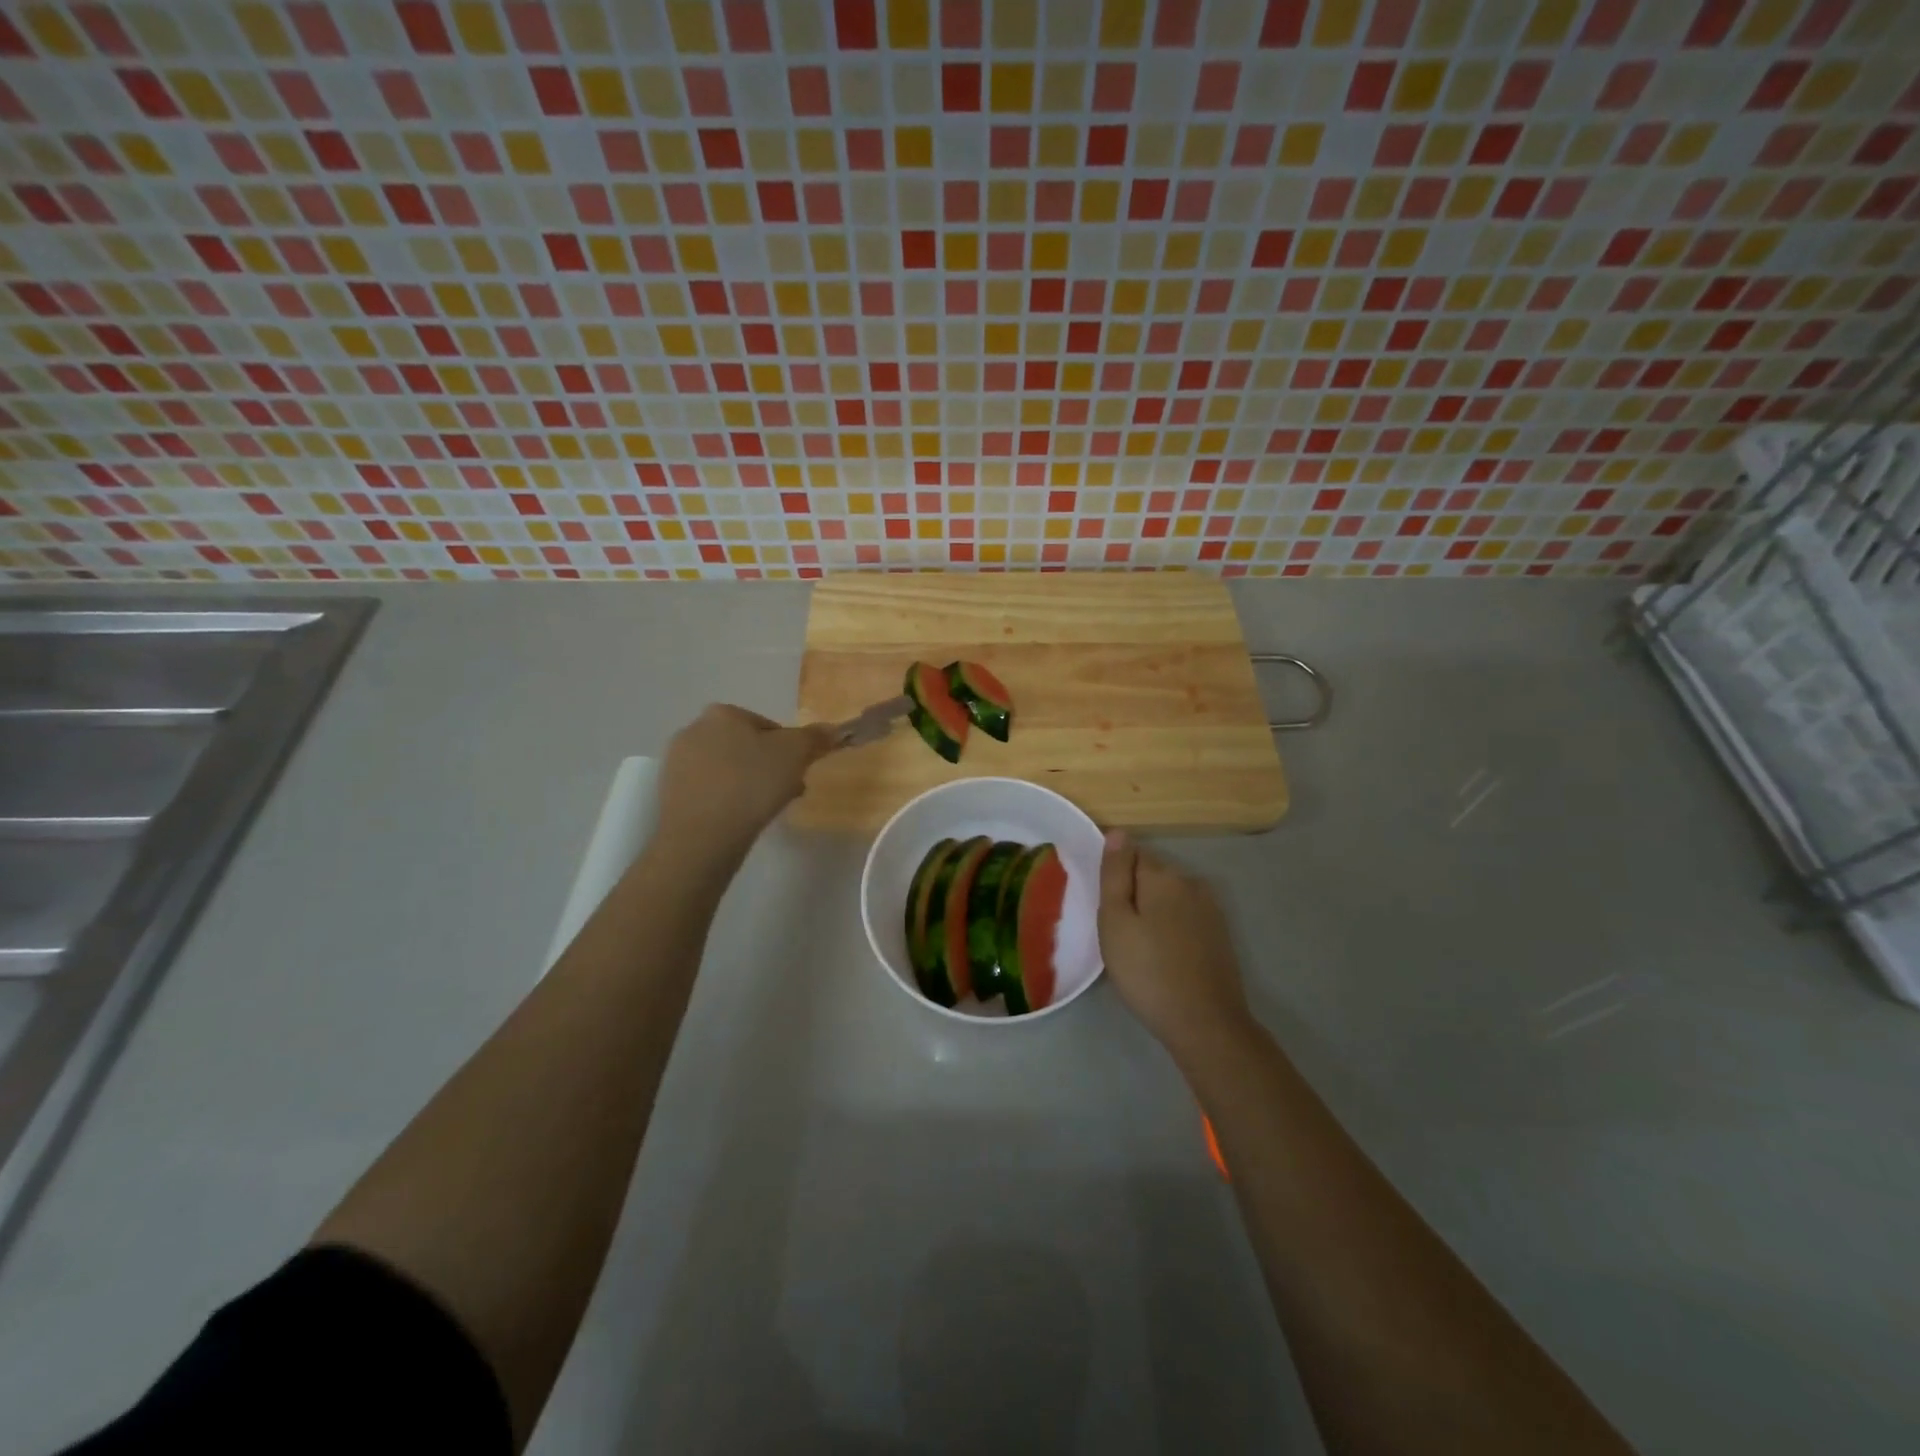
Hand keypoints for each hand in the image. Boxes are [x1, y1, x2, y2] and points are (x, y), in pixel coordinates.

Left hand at [656, 705, 834, 863]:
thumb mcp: (795, 754)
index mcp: (723, 713)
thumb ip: (815, 737)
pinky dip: (726, 800)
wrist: (702, 836)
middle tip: (785, 794)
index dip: (790, 751)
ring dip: (748, 784)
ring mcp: (677, 762)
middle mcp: (694, 729)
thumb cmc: (751, 784)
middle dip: (768, 768)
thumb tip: (832, 729)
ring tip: (762, 811)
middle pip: (746, 747)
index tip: (798, 775)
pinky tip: (738, 819)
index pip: (769, 727)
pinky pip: (709, 790)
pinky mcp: (668, 793)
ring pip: (727, 770)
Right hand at [1098, 831, 1250, 1058]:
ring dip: (1153, 911)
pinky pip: (1185, 917)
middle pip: (1151, 874)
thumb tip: (1118, 832)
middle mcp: (1191, 882)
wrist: (1205, 1023)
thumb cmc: (1147, 971)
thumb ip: (1115, 874)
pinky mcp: (1219, 934)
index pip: (1131, 854)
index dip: (1114, 878)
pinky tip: (1164, 956)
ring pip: (1169, 897)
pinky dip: (1171, 928)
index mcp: (1163, 875)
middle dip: (1134, 893)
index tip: (1107, 909)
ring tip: (1139, 947)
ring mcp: (1210, 908)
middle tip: (1118, 933)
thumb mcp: (1115, 921)